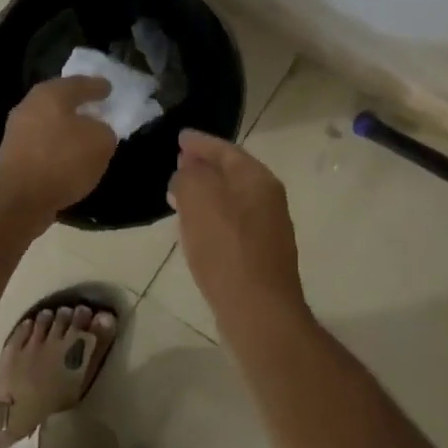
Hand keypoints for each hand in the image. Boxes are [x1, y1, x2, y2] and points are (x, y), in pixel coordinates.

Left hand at [0, 75, 118, 217]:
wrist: (17, 200)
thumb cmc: (61, 160)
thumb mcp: (100, 142)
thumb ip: (104, 131)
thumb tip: (96, 132)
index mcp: (50, 94)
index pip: (79, 83)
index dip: (97, 86)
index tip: (109, 88)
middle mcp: (30, 107)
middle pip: (60, 102)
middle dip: (80, 106)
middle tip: (98, 109)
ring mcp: (18, 133)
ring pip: (50, 124)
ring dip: (68, 130)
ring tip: (87, 138)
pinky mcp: (13, 158)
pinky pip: (44, 146)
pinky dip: (58, 149)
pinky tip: (70, 160)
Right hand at [168, 130, 306, 317]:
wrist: (258, 311)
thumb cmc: (226, 249)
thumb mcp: (198, 200)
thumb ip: (189, 176)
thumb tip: (186, 173)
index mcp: (258, 179)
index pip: (226, 149)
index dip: (200, 142)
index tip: (180, 136)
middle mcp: (268, 198)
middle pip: (231, 172)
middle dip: (204, 165)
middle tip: (179, 161)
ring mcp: (268, 227)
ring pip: (231, 198)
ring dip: (206, 192)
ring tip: (179, 192)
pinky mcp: (260, 254)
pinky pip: (231, 222)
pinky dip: (212, 216)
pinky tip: (195, 226)